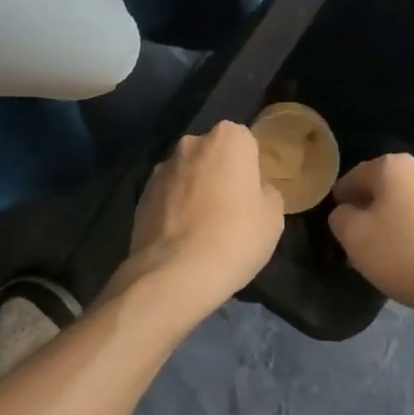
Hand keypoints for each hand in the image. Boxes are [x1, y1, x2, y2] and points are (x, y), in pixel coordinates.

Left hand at [111, 121, 284, 323]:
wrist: (173, 276)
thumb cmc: (234, 238)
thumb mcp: (273, 217)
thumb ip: (267, 193)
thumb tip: (255, 192)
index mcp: (228, 138)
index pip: (246, 143)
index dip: (250, 169)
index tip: (252, 195)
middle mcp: (192, 143)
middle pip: (213, 155)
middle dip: (220, 174)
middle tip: (230, 210)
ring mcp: (162, 169)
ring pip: (187, 174)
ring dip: (194, 190)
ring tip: (201, 229)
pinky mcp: (140, 196)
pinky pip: (167, 196)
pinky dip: (174, 209)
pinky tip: (181, 239)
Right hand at [328, 153, 413, 327]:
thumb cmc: (406, 253)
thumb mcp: (356, 238)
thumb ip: (340, 219)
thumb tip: (344, 212)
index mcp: (392, 165)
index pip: (353, 177)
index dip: (339, 201)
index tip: (334, 228)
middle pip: (380, 189)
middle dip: (365, 214)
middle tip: (354, 245)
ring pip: (402, 205)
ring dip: (389, 226)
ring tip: (380, 258)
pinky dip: (411, 235)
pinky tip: (408, 261)